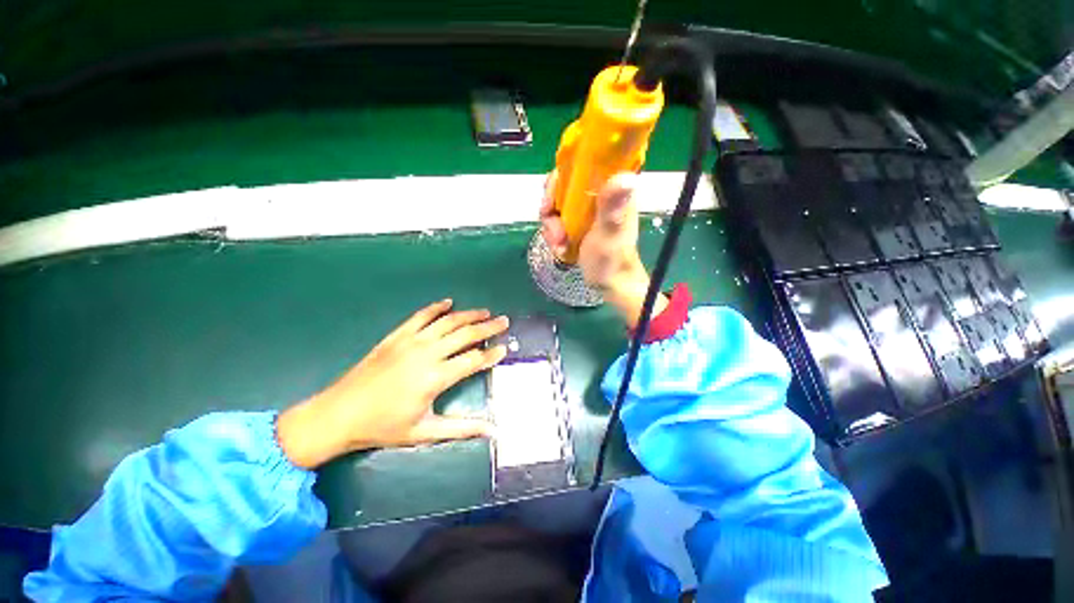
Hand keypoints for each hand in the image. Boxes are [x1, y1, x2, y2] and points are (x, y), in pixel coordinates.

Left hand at [277, 300, 508, 468]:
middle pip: (465, 334)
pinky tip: (449, 302)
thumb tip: (492, 431)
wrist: (339, 414)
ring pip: (447, 321)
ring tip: (485, 312)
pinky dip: (436, 307)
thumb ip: (461, 428)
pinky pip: (420, 316)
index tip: (505, 348)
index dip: (492, 353)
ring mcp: (411, 341)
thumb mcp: (424, 432)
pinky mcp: (396, 336)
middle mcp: (427, 353)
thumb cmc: (383, 426)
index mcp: (435, 377)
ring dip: (468, 314)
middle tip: (504, 321)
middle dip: (488, 327)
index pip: (473, 360)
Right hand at [540, 171, 666, 327]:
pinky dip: (554, 234)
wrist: (609, 284)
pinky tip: (560, 249)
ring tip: (559, 245)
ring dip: (552, 226)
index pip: (585, 163)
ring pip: (556, 203)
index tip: (553, 195)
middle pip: (563, 184)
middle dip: (551, 207)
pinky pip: (556, 219)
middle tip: (554, 229)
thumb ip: (611, 208)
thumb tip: (625, 175)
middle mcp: (598, 194)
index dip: (564, 173)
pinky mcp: (578, 222)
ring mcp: (586, 209)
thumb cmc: (612, 261)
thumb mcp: (609, 235)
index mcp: (611, 190)